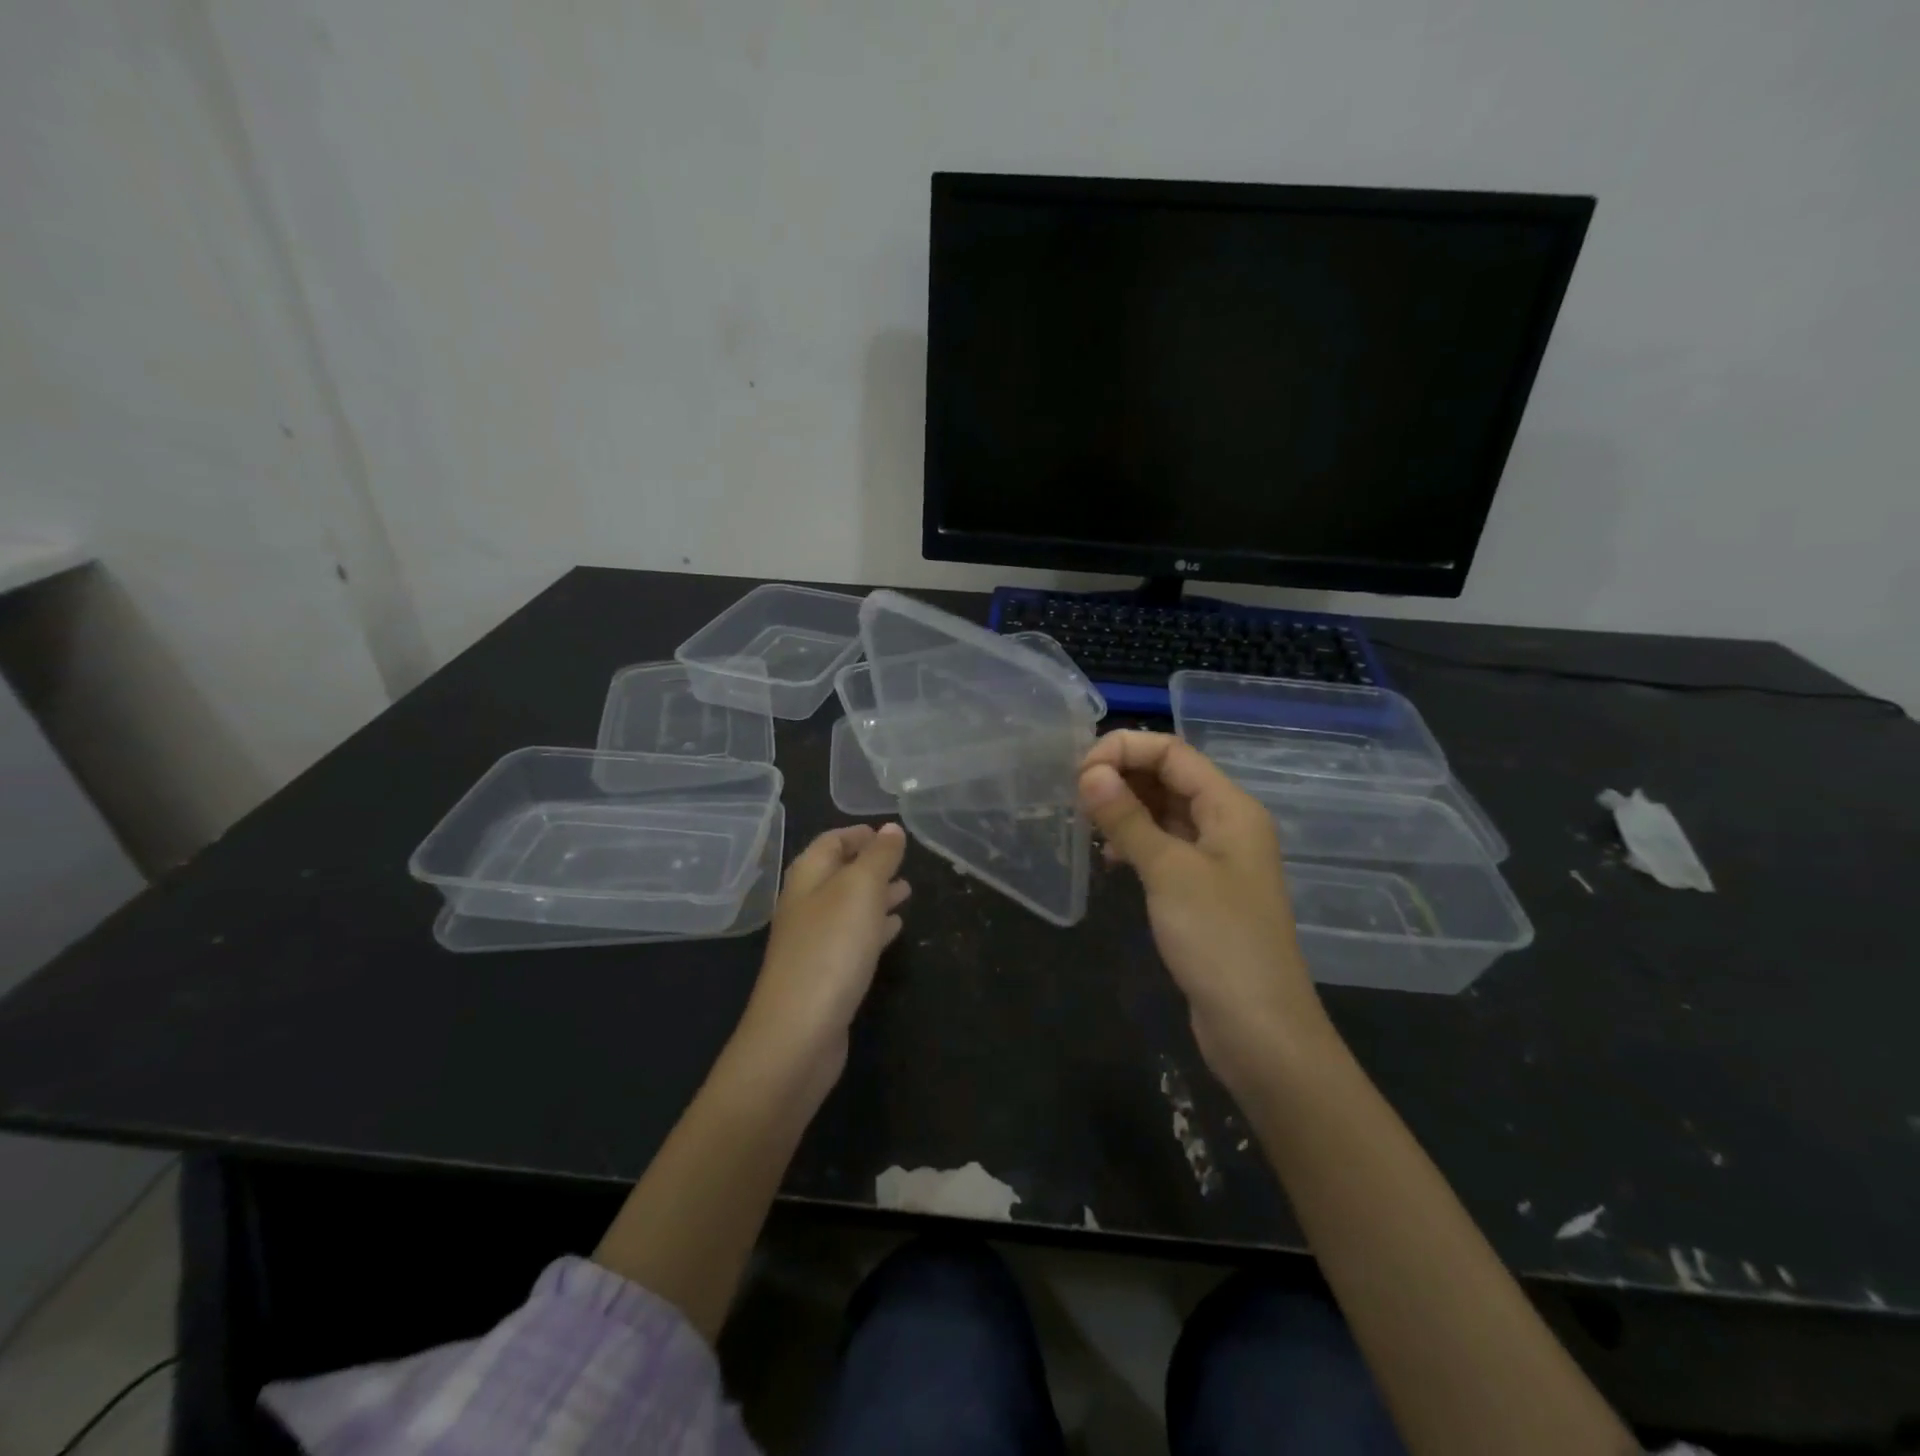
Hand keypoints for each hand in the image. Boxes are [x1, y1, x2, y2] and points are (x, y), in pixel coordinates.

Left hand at [732, 823, 910, 1098]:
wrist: (798, 1034)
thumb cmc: (831, 949)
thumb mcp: (860, 890)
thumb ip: (879, 857)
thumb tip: (892, 828)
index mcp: (808, 877)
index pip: (831, 841)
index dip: (860, 833)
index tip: (892, 835)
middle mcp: (805, 904)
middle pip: (839, 873)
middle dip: (872, 865)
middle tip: (906, 863)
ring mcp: (813, 942)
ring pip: (849, 907)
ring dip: (876, 896)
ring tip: (908, 892)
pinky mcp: (824, 974)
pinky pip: (852, 939)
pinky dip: (874, 927)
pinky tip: (895, 930)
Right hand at [1078, 732, 1330, 1094]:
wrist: (1259, 1029)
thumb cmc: (1218, 940)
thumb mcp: (1168, 871)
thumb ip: (1128, 818)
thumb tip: (1089, 773)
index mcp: (1230, 807)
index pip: (1172, 752)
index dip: (1124, 750)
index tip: (1078, 774)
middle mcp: (1227, 823)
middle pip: (1169, 777)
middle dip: (1122, 777)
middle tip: (1075, 799)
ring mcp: (1216, 859)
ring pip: (1164, 813)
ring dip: (1124, 810)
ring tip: (1086, 825)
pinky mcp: (1202, 891)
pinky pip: (1164, 847)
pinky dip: (1134, 843)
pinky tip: (1109, 860)